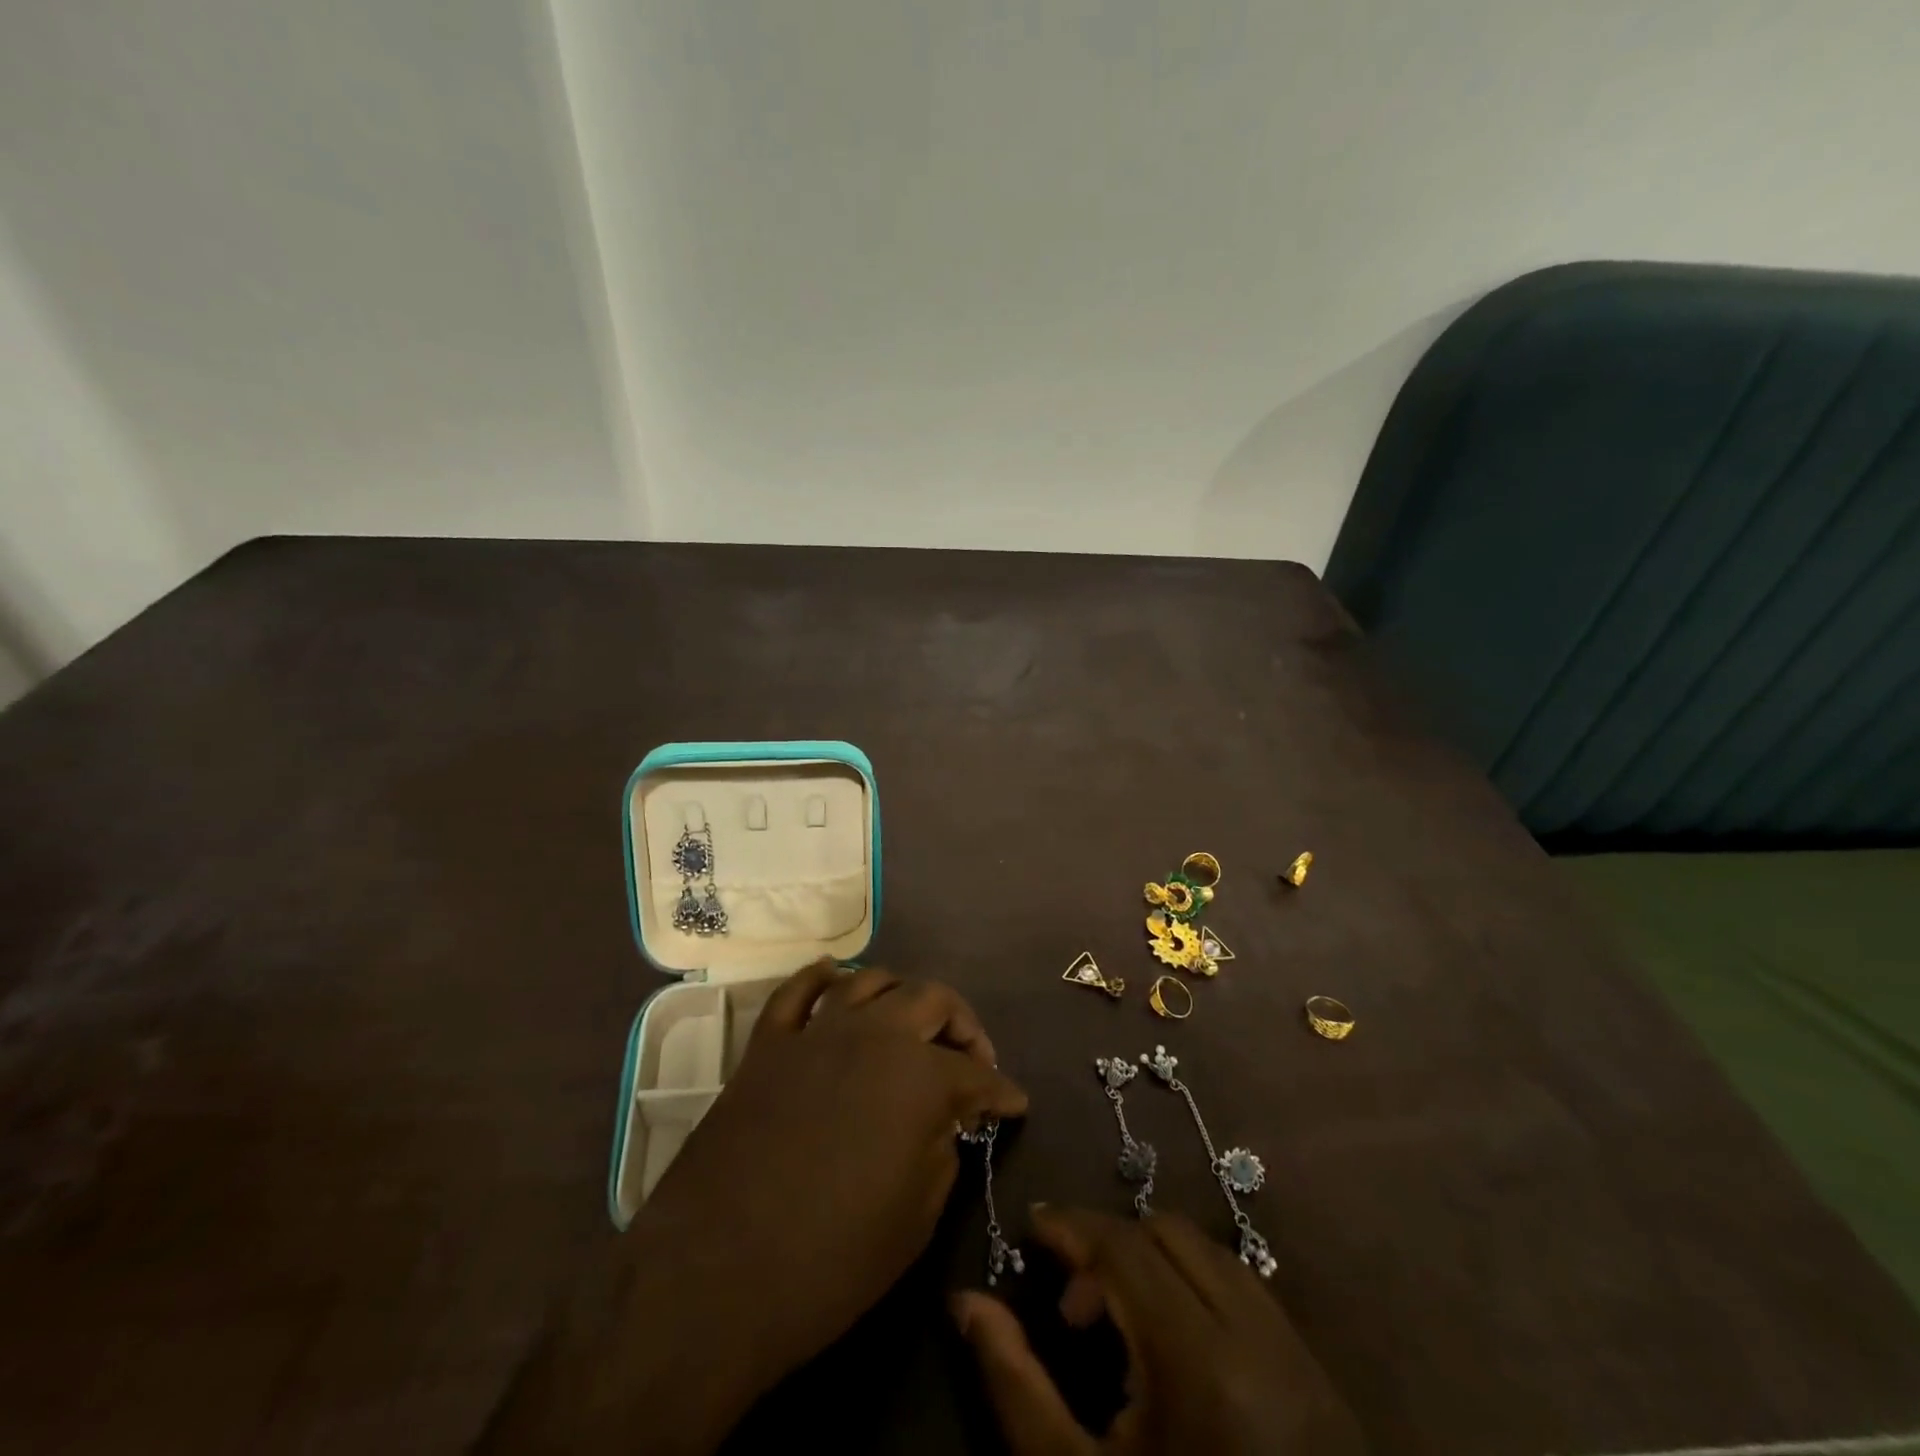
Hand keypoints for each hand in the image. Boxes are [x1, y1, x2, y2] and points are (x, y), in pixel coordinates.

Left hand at [476, 961, 1027, 1455]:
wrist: (716, 1275)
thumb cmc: (831, 1259)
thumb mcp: (915, 1220)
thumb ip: (941, 1154)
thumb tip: (946, 1124)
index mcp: (919, 1077)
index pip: (976, 1076)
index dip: (1002, 1092)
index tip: (1014, 1103)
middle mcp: (874, 1035)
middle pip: (931, 1001)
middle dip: (962, 1026)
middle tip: (970, 1059)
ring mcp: (816, 1032)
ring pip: (870, 981)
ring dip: (901, 994)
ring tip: (911, 1022)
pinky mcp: (767, 1044)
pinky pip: (796, 991)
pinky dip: (820, 978)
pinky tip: (835, 978)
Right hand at [955, 1207, 1366, 1454]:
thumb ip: (1016, 1386)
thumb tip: (964, 1301)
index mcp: (1199, 1362)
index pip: (1124, 1247)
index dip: (1072, 1225)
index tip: (1031, 1227)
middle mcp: (1255, 1335)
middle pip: (1167, 1234)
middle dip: (1110, 1245)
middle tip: (1073, 1302)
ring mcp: (1295, 1350)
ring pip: (1210, 1251)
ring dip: (1153, 1260)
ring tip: (1120, 1323)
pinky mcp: (1318, 1372)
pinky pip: (1245, 1286)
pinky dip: (1196, 1282)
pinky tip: (1174, 1339)